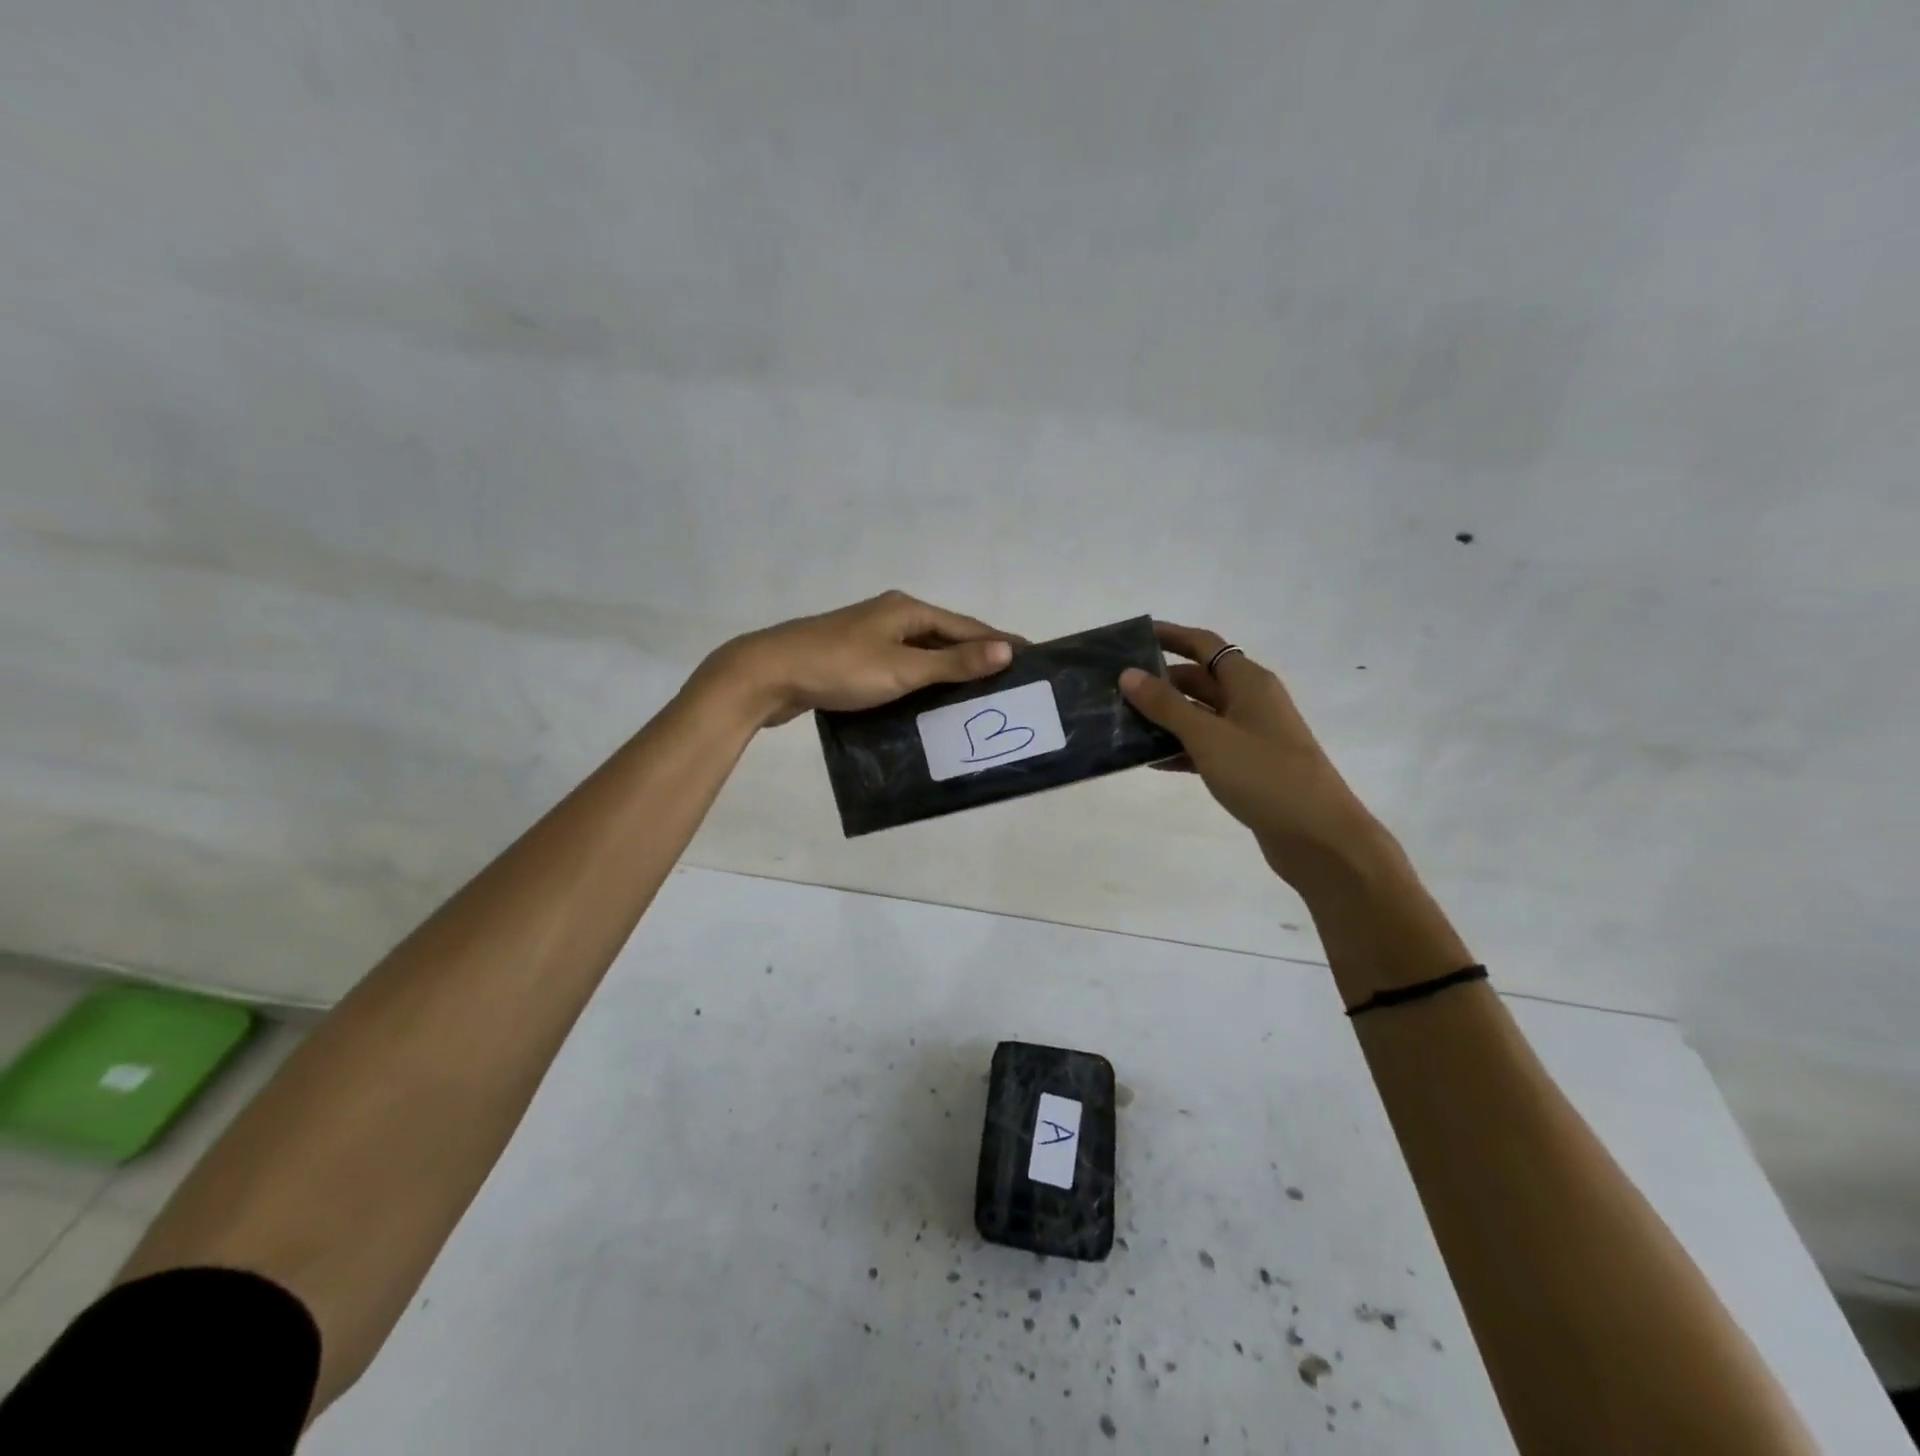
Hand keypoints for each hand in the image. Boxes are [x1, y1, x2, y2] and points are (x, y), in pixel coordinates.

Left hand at [703, 590, 1017, 727]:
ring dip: (947, 673)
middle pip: (944, 638)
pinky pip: (899, 669)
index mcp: (906, 610)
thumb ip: (953, 663)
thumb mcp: (902, 668)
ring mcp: (869, 638)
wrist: (768, 675)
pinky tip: (928, 703)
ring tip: (975, 697)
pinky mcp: (852, 660)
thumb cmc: (840, 668)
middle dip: (975, 658)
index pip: (965, 626)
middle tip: (1007, 684)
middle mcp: (890, 617)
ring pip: (920, 655)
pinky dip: (919, 683)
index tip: (1031, 657)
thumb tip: (1007, 651)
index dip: (999, 642)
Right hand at [1120, 623, 1384, 889]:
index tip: (1132, 637)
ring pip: (1199, 716)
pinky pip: (1205, 747)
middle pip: (1198, 680)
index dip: (1170, 636)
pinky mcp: (1246, 767)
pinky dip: (1179, 750)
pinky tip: (1150, 761)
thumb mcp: (1208, 736)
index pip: (1203, 645)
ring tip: (1122, 724)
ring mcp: (1250, 736)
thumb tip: (1128, 674)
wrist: (1317, 836)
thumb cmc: (1264, 774)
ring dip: (1165, 718)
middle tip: (1114, 689)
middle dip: (1159, 682)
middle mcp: (1251, 702)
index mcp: (1248, 682)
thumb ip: (1166, 705)